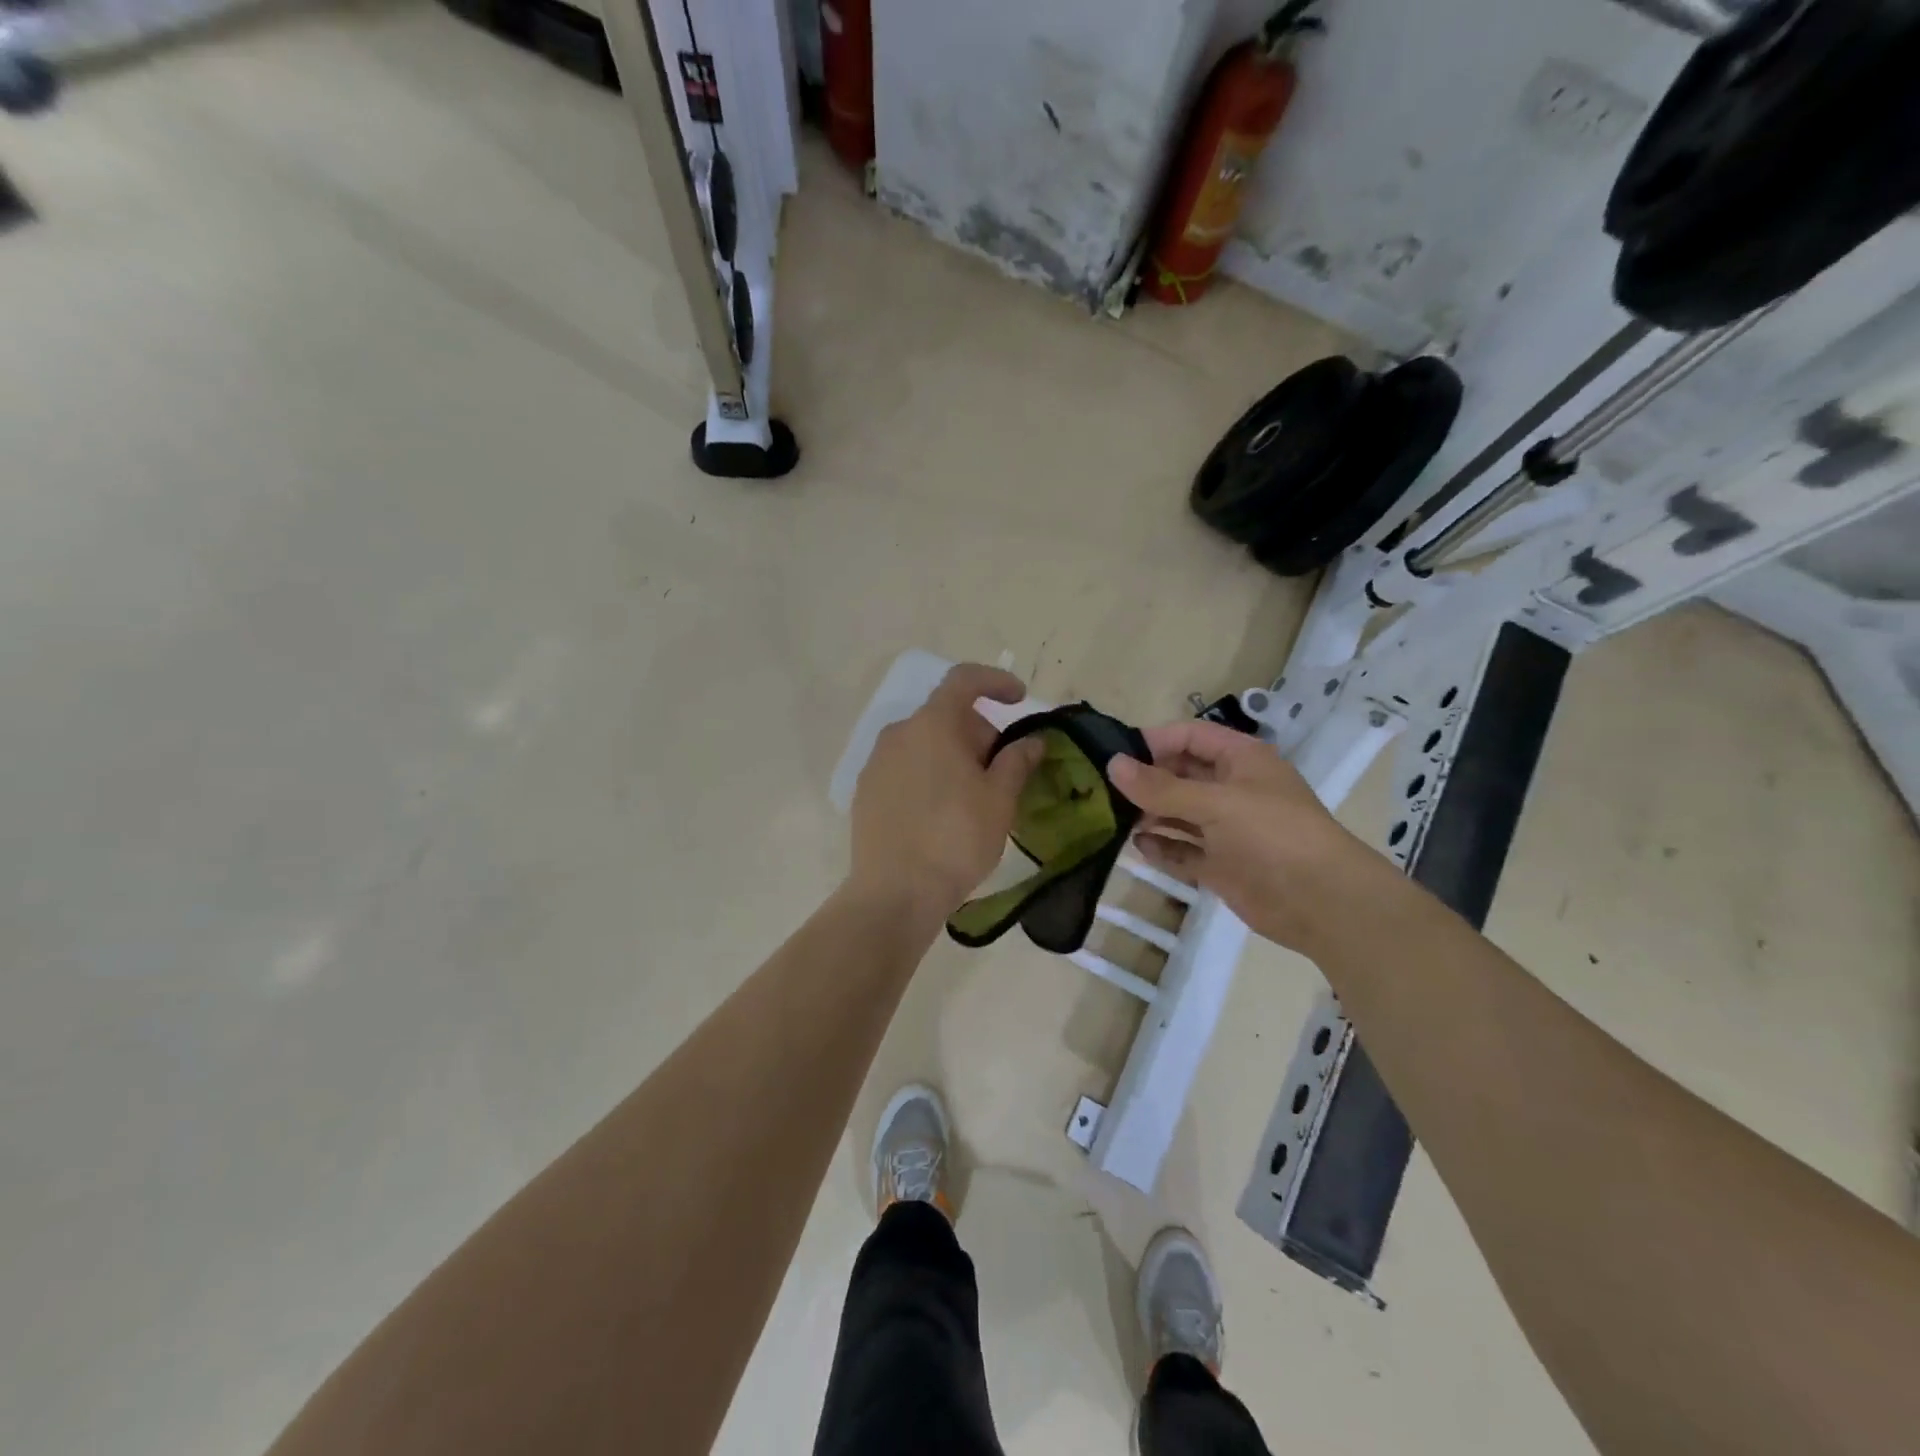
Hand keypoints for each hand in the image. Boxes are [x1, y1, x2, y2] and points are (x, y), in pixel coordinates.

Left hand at [847, 664, 1045, 920]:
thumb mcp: (999, 800)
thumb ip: (1017, 761)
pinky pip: (905, 768)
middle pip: (945, 716)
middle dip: (978, 732)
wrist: (895, 894)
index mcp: (932, 725)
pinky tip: (942, 813)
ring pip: (924, 744)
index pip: (964, 680)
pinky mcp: (866, 792)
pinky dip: (929, 774)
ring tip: (974, 797)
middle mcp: (898, 734)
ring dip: (953, 756)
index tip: (1018, 699)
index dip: (995, 681)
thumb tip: (1031, 741)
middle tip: (1002, 771)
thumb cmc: (956, 840)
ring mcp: (876, 763)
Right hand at [1107, 720, 1379, 951]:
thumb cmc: (1272, 835)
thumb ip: (1161, 787)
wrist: (1322, 903)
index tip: (1115, 755)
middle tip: (1104, 790)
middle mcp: (1233, 789)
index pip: (1190, 737)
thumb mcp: (1214, 803)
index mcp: (1241, 760)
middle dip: (1147, 781)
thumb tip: (1112, 764)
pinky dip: (1163, 847)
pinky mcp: (1222, 864)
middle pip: (1181, 775)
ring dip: (1150, 815)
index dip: (1154, 742)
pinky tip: (1139, 847)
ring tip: (1114, 819)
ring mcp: (1227, 829)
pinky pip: (1184, 850)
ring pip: (1179, 814)